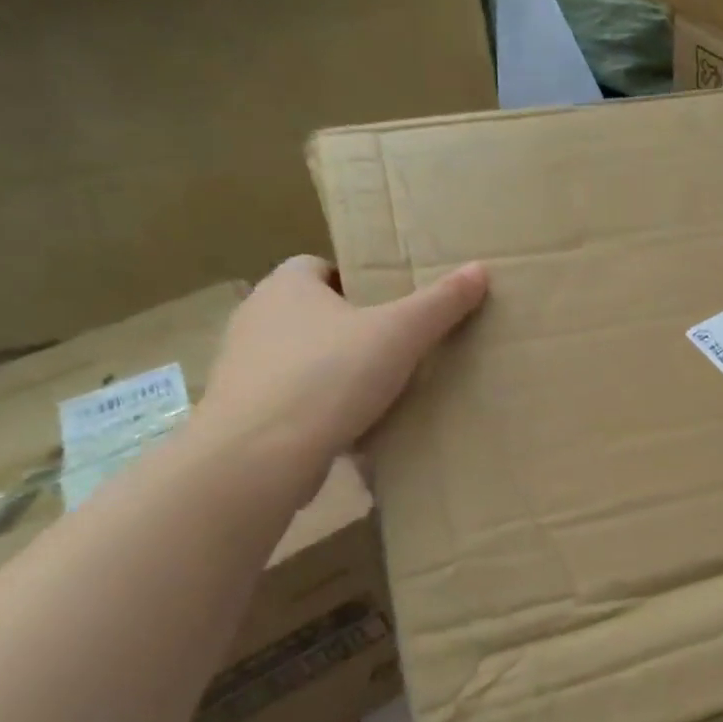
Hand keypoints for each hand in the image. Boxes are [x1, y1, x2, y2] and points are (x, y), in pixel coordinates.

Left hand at [199, 255, 488, 491]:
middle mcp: (256, 317)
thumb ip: (440, 303)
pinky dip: (317, 408)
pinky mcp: (243, 412)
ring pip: (300, 358)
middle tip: (394, 348)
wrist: (260, 456)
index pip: (318, 265)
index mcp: (287, 286)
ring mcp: (243, 367)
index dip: (355, 281)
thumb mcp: (400, 334)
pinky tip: (350, 428)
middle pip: (311, 313)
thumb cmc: (329, 377)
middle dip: (349, 328)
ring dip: (332, 370)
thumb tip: (479, 269)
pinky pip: (290, 399)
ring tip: (377, 391)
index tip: (390, 306)